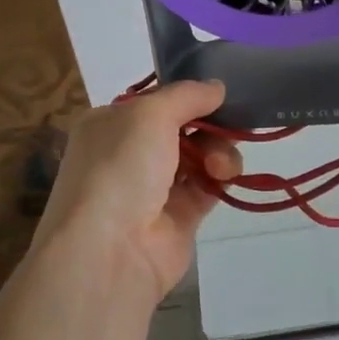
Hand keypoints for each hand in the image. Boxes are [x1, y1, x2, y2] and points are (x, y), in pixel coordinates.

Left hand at [30, 81, 241, 303]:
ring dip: (217, 151)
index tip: (218, 92)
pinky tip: (225, 176)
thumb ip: (187, 95)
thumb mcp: (150, 114)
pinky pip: (207, 187)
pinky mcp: (178, 217)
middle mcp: (128, 154)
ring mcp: (153, 188)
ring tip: (220, 165)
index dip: (187, 95)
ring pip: (199, 156)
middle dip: (209, 124)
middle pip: (182, 127)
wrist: (109, 252)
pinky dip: (220, 178)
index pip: (154, 101)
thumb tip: (217, 86)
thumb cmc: (120, 168)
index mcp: (109, 124)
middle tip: (229, 126)